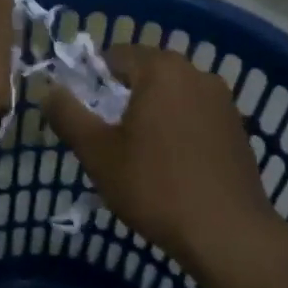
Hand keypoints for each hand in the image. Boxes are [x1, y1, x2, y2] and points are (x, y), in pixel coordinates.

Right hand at [42, 45, 276, 270]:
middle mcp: (197, 74)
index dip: (93, 78)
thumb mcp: (98, 153)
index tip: (83, 111)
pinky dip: (179, 130)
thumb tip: (49, 90)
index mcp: (162, 70)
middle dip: (124, 97)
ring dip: (153, 114)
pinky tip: (172, 166)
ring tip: (138, 154)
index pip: (117, 55)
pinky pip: (196, 117)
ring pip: (174, 96)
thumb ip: (68, 115)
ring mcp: (223, 102)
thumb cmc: (155, 186)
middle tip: (106, 135)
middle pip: (148, 74)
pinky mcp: (238, 130)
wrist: (228, 233)